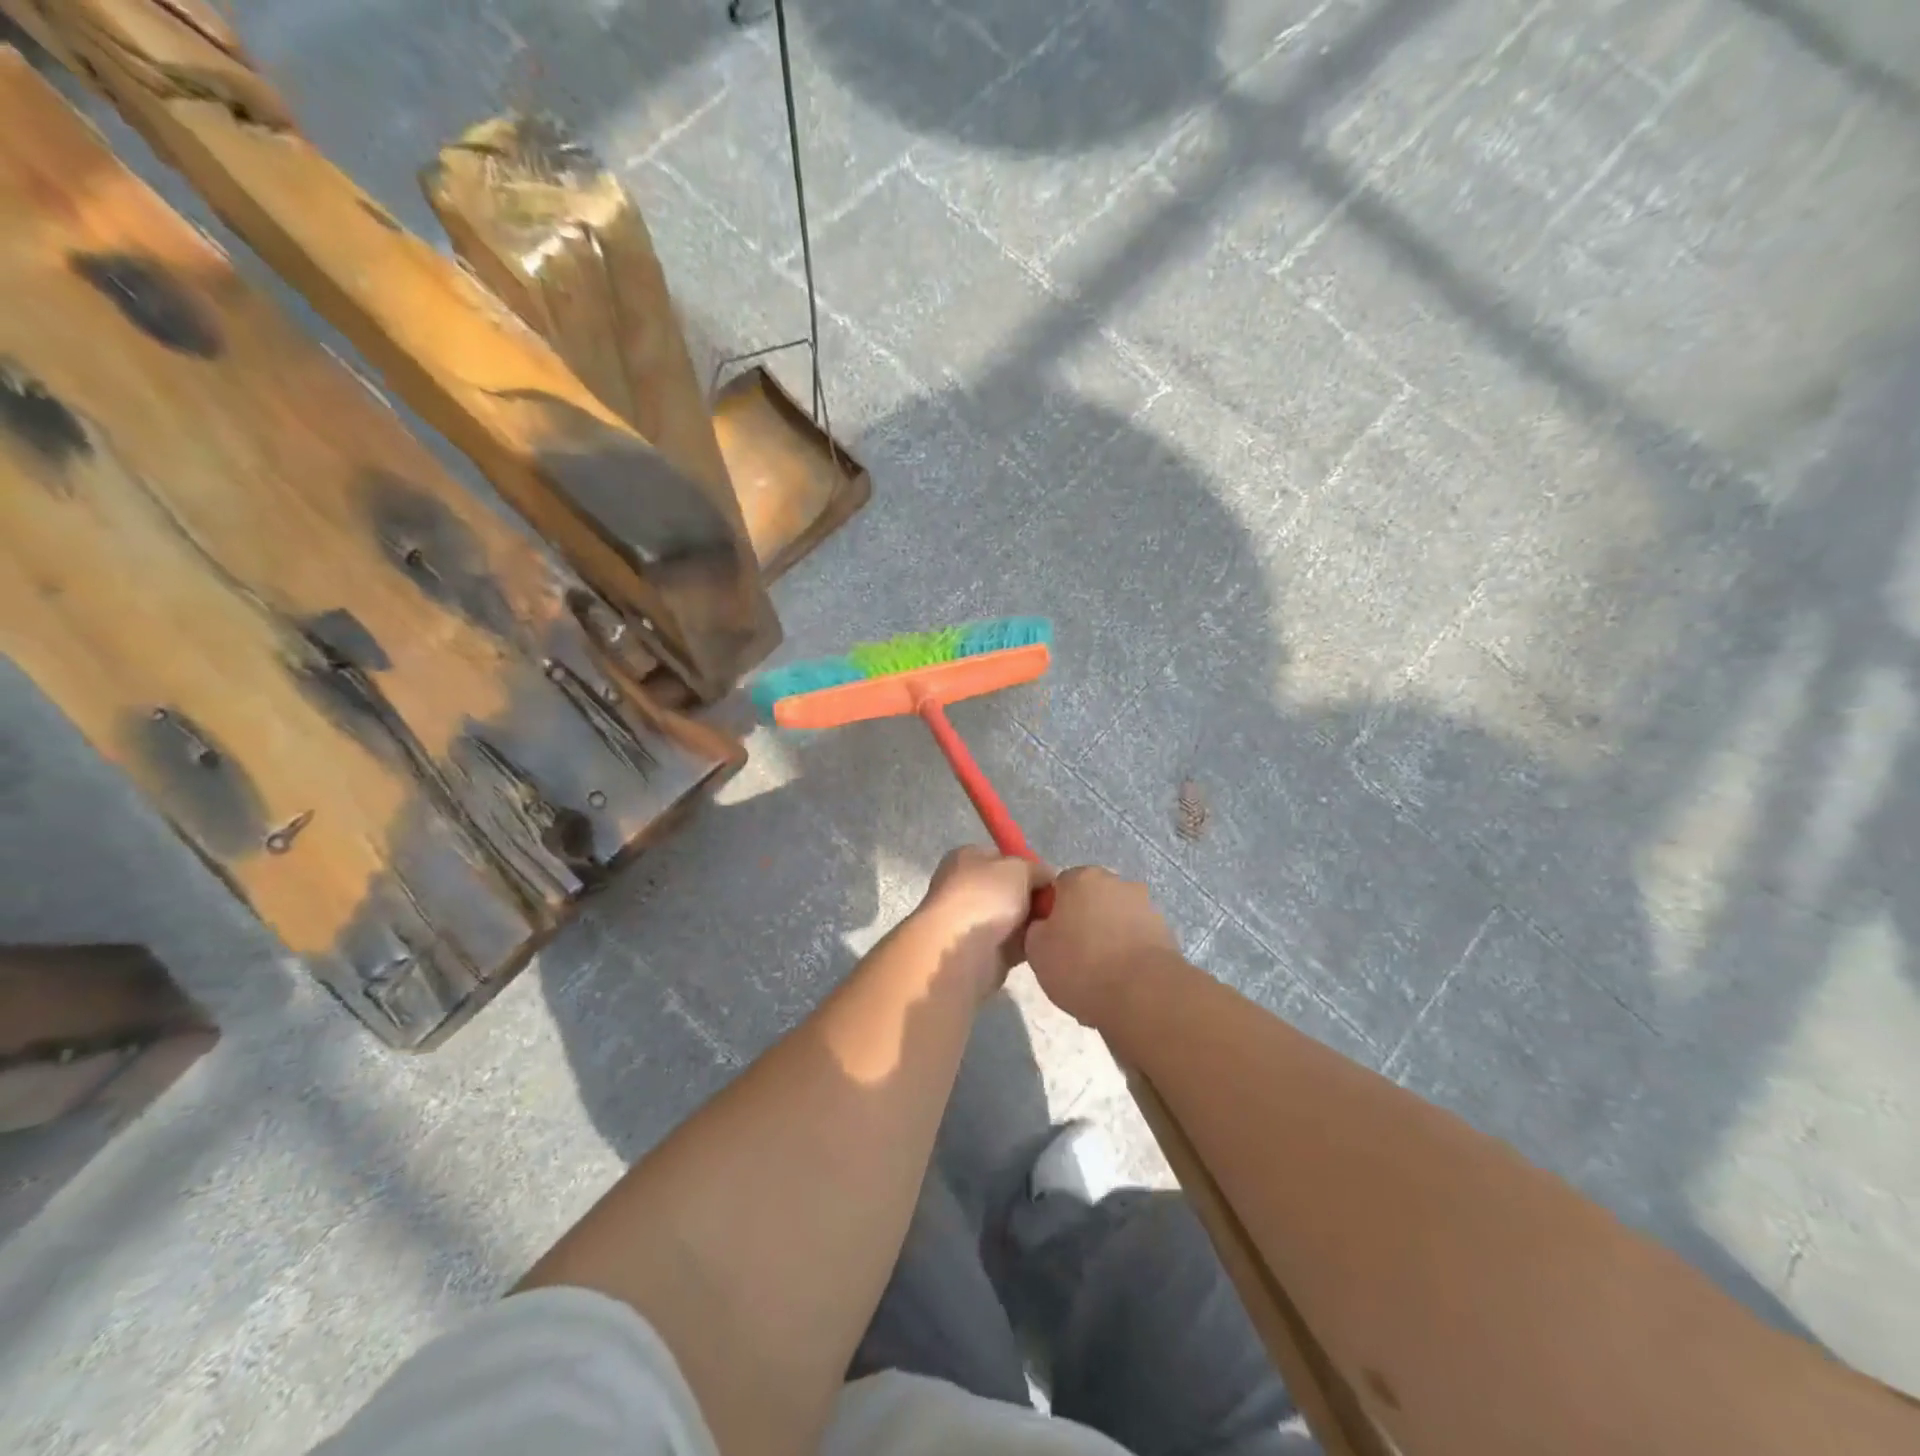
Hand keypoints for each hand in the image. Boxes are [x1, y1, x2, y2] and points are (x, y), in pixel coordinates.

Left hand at [915, 845, 1053, 990]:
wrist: (964, 953)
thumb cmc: (986, 897)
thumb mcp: (1019, 868)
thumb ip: (1037, 869)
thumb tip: (1047, 878)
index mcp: (966, 859)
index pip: (1002, 857)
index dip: (1028, 866)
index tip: (1050, 880)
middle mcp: (966, 887)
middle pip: (1010, 889)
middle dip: (1033, 897)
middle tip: (1058, 904)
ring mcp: (973, 922)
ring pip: (1014, 918)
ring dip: (1033, 922)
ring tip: (1055, 924)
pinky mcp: (983, 952)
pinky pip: (1015, 944)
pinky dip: (1029, 944)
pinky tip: (1045, 943)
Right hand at [1025, 866, 1177, 1026]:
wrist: (1143, 995)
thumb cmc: (1081, 965)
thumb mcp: (1036, 950)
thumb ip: (1036, 929)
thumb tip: (1046, 926)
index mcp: (1082, 878)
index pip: (1059, 886)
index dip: (1052, 911)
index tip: (1050, 938)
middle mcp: (1117, 882)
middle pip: (1091, 899)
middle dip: (1083, 921)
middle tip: (1072, 955)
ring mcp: (1146, 905)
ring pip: (1115, 919)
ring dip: (1108, 938)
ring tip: (1099, 976)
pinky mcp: (1166, 932)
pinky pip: (1136, 940)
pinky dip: (1128, 954)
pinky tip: (1121, 983)